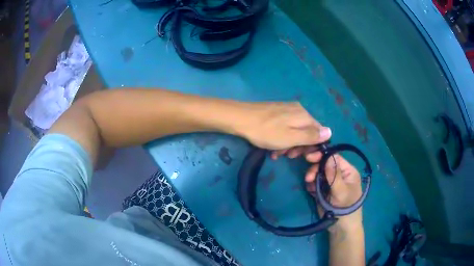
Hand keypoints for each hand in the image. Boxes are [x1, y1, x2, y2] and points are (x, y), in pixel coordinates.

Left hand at [240, 102, 331, 149]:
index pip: (318, 132)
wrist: (240, 118)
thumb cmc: (267, 131)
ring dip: (288, 145)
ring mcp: (285, 110)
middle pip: (306, 131)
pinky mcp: (275, 113)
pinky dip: (281, 139)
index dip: (313, 146)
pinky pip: (284, 128)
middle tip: (288, 156)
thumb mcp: (291, 138)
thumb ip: (311, 136)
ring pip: (294, 131)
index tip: (303, 157)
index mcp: (304, 116)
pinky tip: (271, 147)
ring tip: (276, 154)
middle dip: (299, 147)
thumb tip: (330, 132)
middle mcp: (298, 110)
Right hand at [272, 148, 362, 230]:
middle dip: (315, 169)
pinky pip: (315, 184)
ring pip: (318, 174)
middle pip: (324, 165)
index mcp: (348, 171)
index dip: (322, 156)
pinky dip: (311, 185)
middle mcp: (339, 175)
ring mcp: (330, 183)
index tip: (309, 158)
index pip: (334, 157)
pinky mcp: (323, 191)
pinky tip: (310, 191)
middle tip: (308, 177)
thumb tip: (328, 156)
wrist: (341, 228)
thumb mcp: (341, 191)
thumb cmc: (346, 208)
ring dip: (312, 177)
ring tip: (309, 185)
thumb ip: (334, 175)